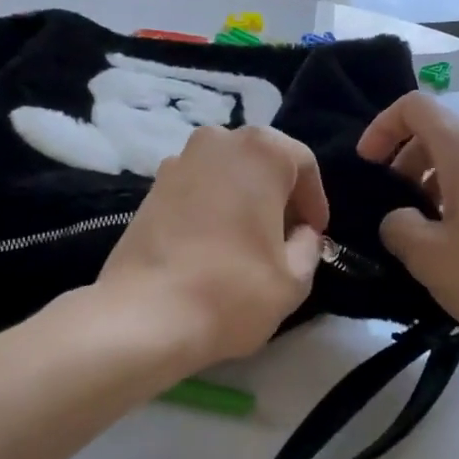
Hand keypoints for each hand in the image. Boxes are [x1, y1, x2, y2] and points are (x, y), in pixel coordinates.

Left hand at [95, 124, 327, 371]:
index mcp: (261, 151)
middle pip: (263, 161)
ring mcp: (179, 160)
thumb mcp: (294, 278)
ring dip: (244, 199)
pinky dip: (212, 206)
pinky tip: (213, 245)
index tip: (314, 234)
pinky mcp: (151, 187)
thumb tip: (301, 233)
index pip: (303, 164)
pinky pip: (198, 187)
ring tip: (248, 242)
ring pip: (228, 172)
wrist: (144, 317)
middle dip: (279, 196)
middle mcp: (219, 141)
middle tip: (285, 237)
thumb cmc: (232, 291)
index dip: (315, 201)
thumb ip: (309, 245)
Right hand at [357, 92, 458, 345]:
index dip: (382, 127)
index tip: (367, 165)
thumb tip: (400, 219)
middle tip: (393, 204)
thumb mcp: (430, 258)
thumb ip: (398, 228)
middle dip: (405, 160)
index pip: (414, 107)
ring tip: (424, 230)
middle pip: (439, 132)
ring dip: (432, 183)